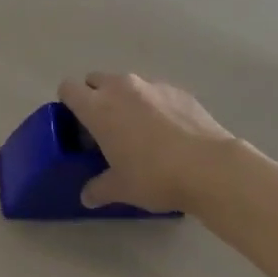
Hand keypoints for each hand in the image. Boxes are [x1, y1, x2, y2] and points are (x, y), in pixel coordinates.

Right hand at [58, 71, 235, 212]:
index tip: (77, 125)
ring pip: (127, 84)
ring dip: (125, 100)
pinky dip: (154, 106)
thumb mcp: (120, 188)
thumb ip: (98, 188)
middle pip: (96, 79)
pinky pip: (156, 92)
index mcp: (98, 107)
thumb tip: (87, 197)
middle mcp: (121, 87)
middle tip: (104, 128)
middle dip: (95, 97)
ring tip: (139, 131)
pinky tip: (168, 132)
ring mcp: (153, 85)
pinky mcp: (179, 90)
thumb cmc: (154, 176)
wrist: (209, 167)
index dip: (68, 103)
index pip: (68, 88)